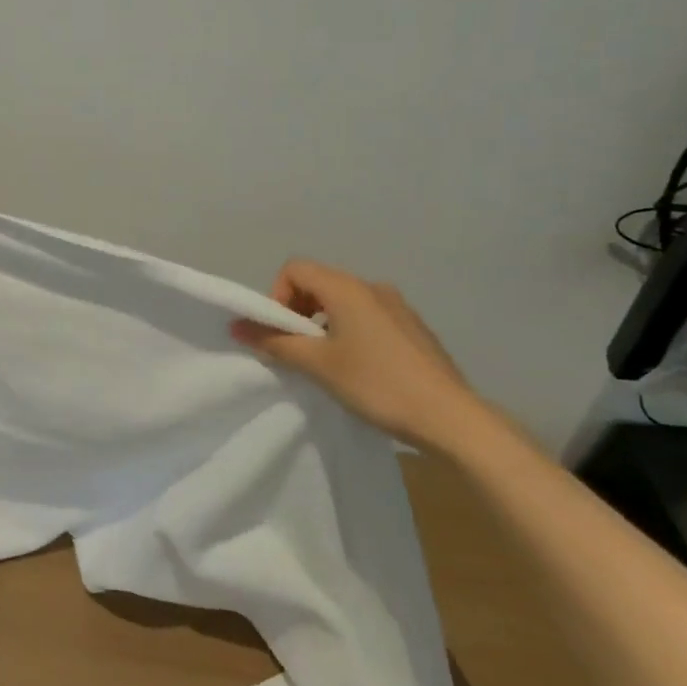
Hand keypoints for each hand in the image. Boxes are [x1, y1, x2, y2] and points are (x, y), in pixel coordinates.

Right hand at [231, 259, 482, 454]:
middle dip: (297, 312)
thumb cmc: (376, 384)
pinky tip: (360, 370)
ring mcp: (397, 306)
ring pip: (343, 302)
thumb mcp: (318, 364)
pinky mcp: (412, 328)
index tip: (280, 334)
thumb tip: (237, 326)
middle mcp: (373, 287)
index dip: (277, 297)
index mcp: (348, 288)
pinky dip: (349, 332)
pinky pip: (367, 317)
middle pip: (318, 282)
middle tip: (297, 351)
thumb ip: (274, 342)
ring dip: (323, 324)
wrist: (449, 417)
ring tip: (327, 363)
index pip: (295, 269)